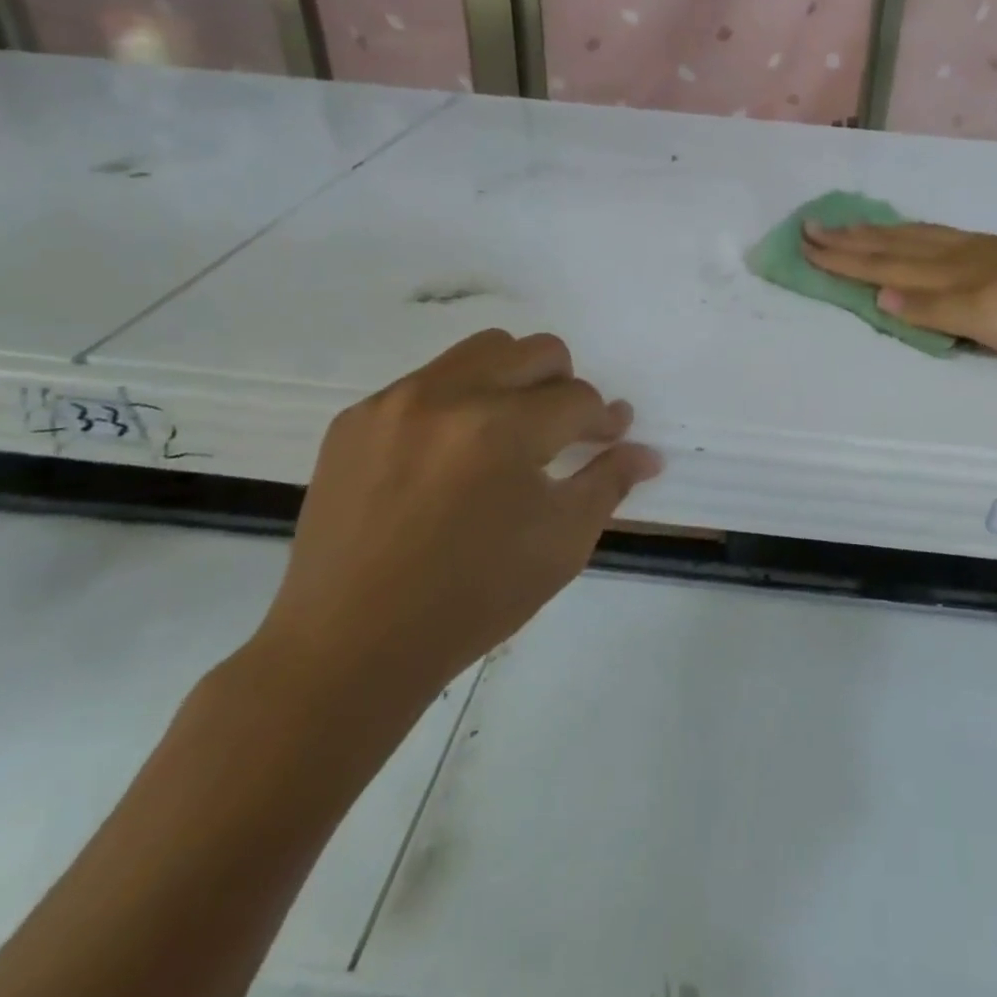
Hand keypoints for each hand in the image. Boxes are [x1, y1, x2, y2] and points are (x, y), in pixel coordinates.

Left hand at [251, 329, 658, 729]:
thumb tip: (647, 452)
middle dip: (566, 384)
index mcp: (503, 428)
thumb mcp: (561, 544)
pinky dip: (456, 403)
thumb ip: (609, 483)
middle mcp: (449, 395)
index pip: (578, 398)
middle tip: (566, 427)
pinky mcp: (356, 419)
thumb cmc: (472, 599)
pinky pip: (425, 382)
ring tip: (511, 429)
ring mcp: (395, 402)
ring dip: (513, 379)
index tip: (611, 435)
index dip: (605, 419)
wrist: (349, 646)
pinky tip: (451, 455)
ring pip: (480, 352)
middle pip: (535, 351)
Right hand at [803, 221, 996, 356]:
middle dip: (850, 239)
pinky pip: (943, 235)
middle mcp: (956, 256)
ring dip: (879, 232)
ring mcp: (981, 250)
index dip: (843, 259)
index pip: (883, 266)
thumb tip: (877, 296)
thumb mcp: (987, 320)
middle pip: (893, 245)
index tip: (805, 245)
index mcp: (948, 275)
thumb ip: (932, 310)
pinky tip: (921, 234)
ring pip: (917, 236)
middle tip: (812, 225)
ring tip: (854, 224)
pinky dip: (918, 232)